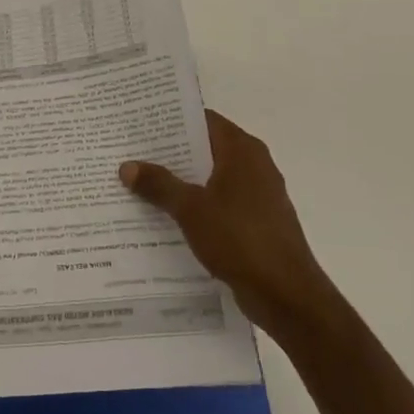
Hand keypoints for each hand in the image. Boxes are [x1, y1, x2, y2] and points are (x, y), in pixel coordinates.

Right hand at [119, 111, 324, 333]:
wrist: (286, 294)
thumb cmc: (239, 238)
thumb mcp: (190, 209)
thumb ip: (159, 185)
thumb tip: (127, 166)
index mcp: (242, 150)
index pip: (203, 120)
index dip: (172, 119)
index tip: (141, 123)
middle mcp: (254, 165)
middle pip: (206, 148)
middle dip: (171, 152)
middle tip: (132, 152)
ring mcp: (258, 195)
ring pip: (212, 178)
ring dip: (182, 181)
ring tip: (142, 183)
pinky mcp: (257, 222)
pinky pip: (220, 203)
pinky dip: (197, 205)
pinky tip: (167, 216)